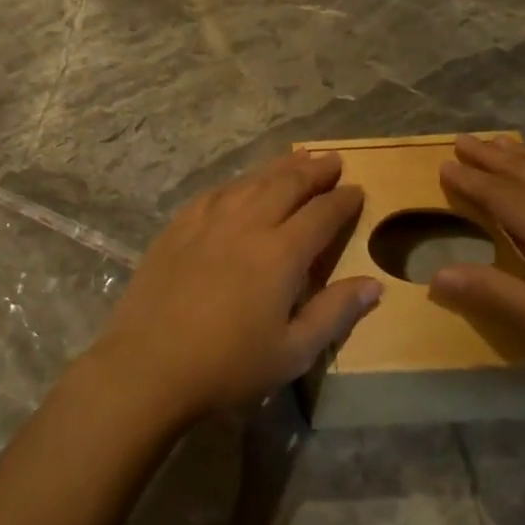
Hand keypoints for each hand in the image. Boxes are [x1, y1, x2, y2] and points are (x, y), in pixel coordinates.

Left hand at [88, 152, 378, 424]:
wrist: (149, 365)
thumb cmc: (228, 366)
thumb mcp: (292, 352)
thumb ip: (335, 313)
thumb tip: (375, 285)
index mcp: (281, 253)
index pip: (321, 214)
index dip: (343, 200)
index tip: (357, 190)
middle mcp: (247, 223)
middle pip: (287, 184)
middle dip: (314, 170)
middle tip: (333, 161)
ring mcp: (209, 219)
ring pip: (251, 181)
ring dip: (279, 168)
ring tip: (297, 159)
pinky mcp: (179, 225)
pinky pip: (217, 191)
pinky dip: (239, 182)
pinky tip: (243, 185)